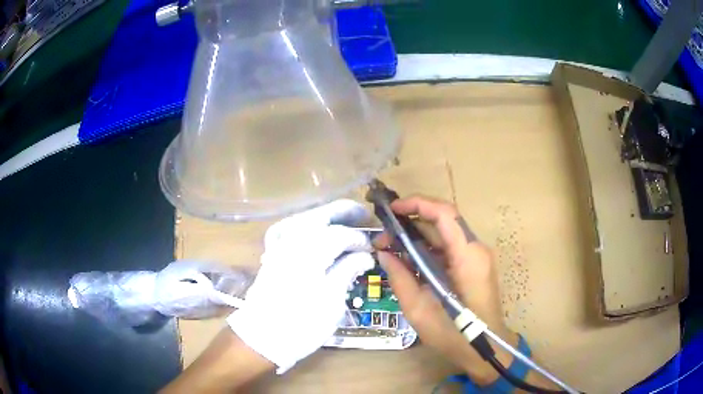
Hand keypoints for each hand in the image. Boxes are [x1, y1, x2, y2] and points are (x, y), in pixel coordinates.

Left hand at [227, 200, 374, 373]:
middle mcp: (291, 244)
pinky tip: (308, 229)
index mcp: (309, 254)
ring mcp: (277, 248)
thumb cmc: (301, 324)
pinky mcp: (270, 256)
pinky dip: (299, 225)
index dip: (358, 239)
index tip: (372, 249)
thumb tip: (365, 255)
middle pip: (318, 217)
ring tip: (341, 218)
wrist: (263, 338)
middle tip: (363, 215)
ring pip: (301, 219)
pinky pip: (284, 230)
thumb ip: (346, 271)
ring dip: (323, 216)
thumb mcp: (331, 301)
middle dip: (342, 212)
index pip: (339, 235)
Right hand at [376, 196, 517, 383]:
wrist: (484, 349)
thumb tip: (383, 254)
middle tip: (383, 238)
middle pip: (443, 221)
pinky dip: (426, 248)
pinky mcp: (473, 265)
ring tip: (389, 248)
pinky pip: (448, 248)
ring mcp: (476, 257)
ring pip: (444, 234)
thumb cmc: (454, 335)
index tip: (392, 210)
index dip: (418, 204)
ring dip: (417, 236)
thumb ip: (400, 279)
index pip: (445, 214)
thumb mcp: (419, 311)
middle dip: (410, 223)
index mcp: (468, 258)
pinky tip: (407, 259)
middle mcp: (475, 250)